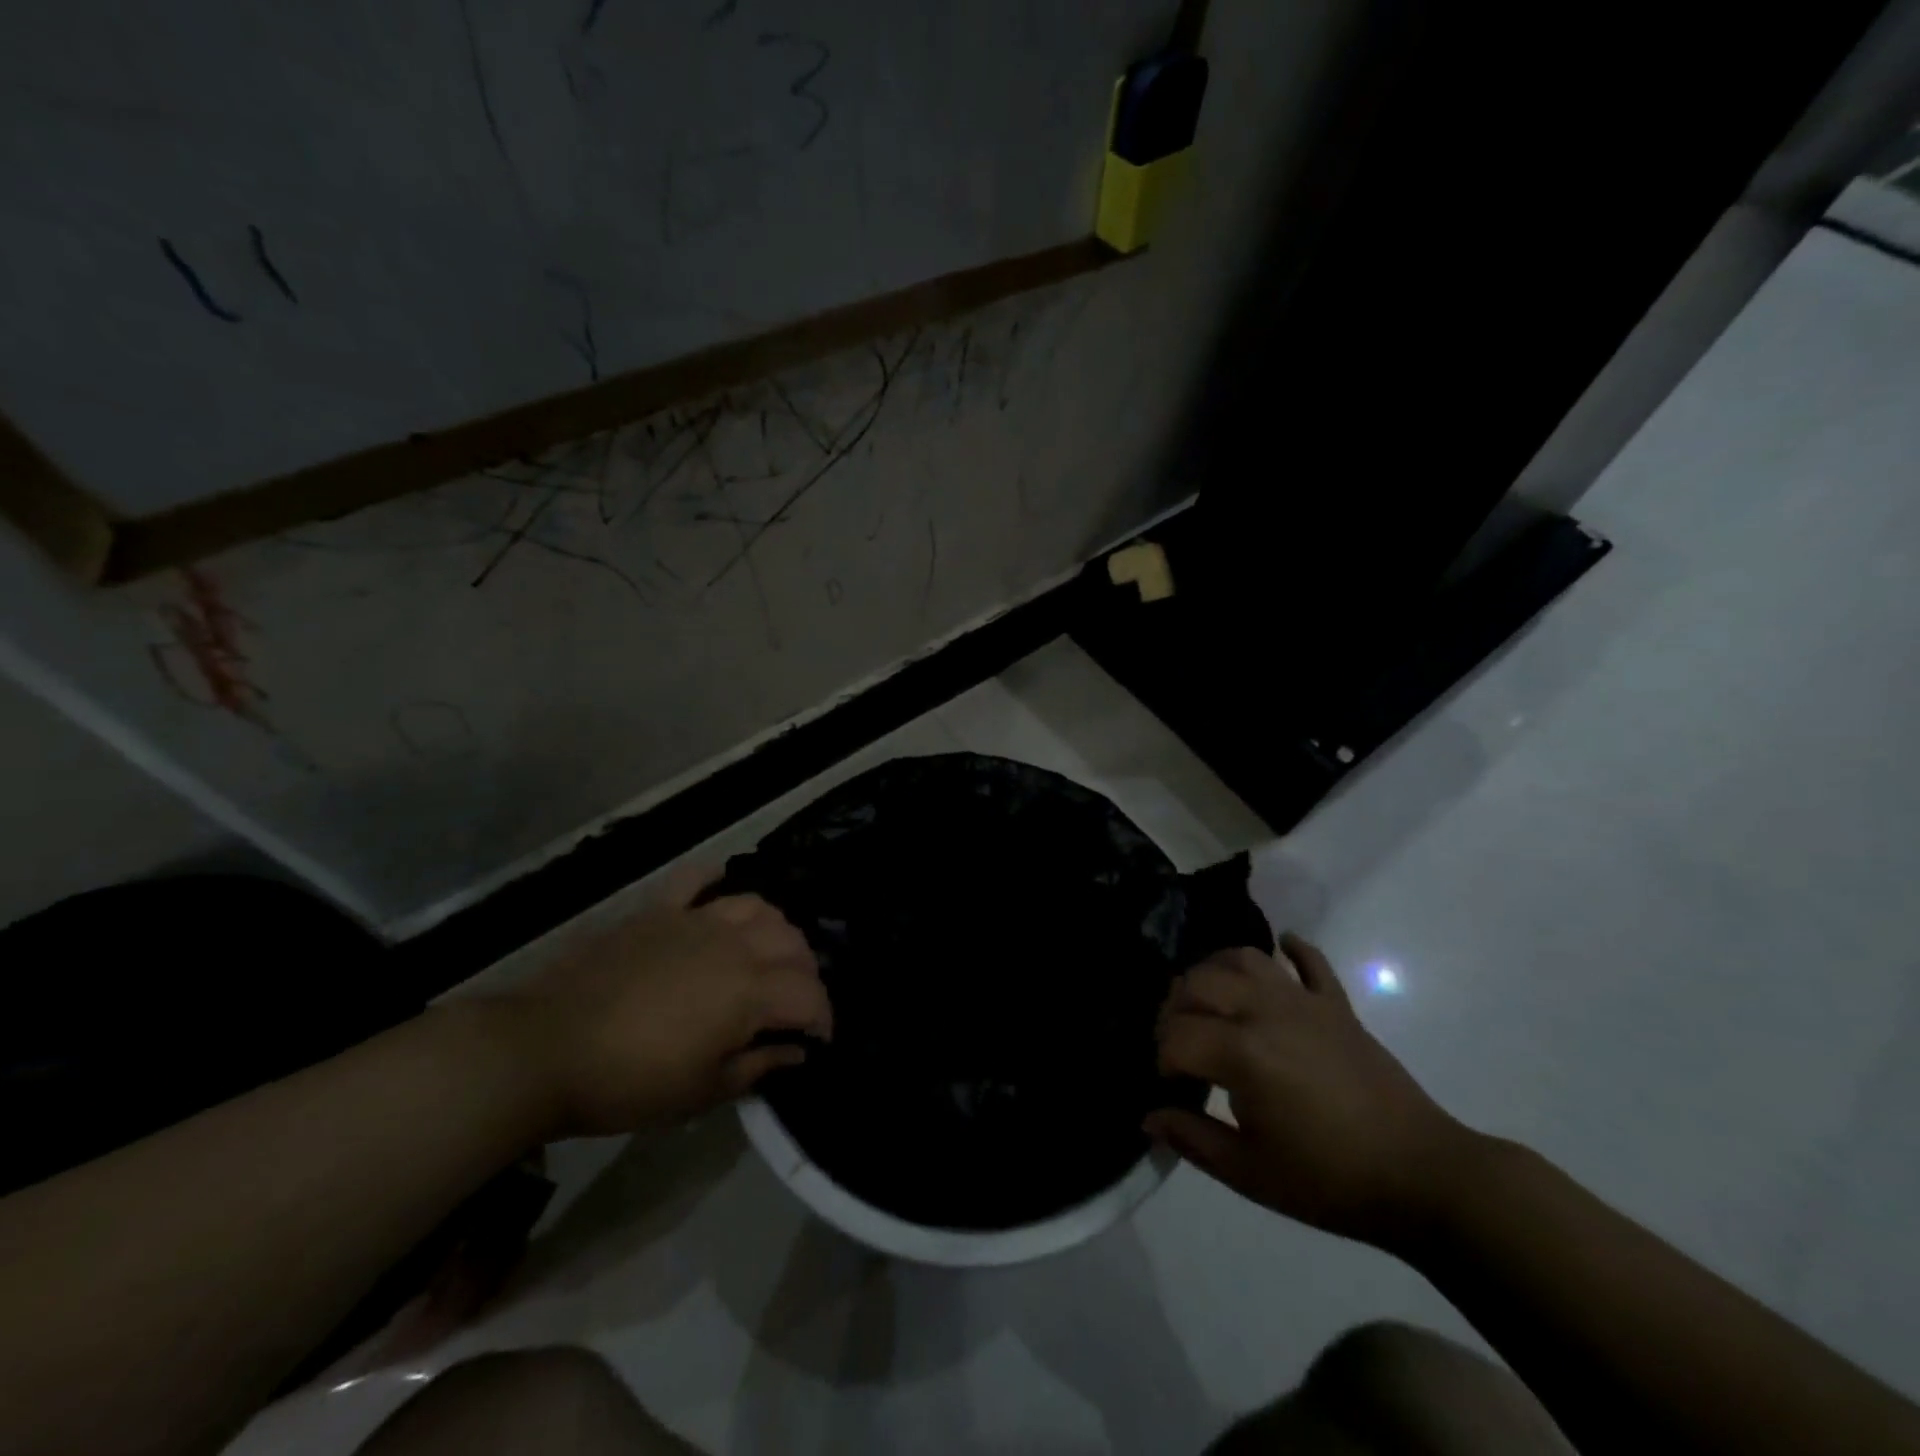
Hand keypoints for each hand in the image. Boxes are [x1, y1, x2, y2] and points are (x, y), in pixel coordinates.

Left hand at [496, 874, 831, 1137]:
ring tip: (766, 951)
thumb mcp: (702, 1092)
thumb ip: (758, 1066)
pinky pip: (695, 879)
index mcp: (749, 991)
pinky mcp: (656, 910)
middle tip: (793, 1001)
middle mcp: (733, 945)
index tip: (818, 1039)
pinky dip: (713, 880)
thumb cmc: (629, 1081)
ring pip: (756, 905)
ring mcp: (693, 920)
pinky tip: (718, 891)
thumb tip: (794, 1050)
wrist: (545, 1049)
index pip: (809, 994)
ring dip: (774, 928)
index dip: (823, 1016)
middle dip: (805, 972)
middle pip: (792, 942)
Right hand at [1146, 933, 1478, 1248]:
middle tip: (1179, 1043)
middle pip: (1198, 983)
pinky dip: (1290, 949)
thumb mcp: (1250, 1174)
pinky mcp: (1337, 1005)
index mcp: (1241, 1053)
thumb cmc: (1330, 1181)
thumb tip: (1148, 1116)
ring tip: (1209, 999)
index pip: (1176, 1035)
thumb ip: (1192, 1138)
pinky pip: (1309, 961)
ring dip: (1215, 970)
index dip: (1161, 1058)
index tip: (1169, 1085)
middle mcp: (1265, 1011)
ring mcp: (1304, 1001)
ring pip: (1243, 958)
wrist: (1423, 1177)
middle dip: (1175, 1008)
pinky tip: (1279, 950)